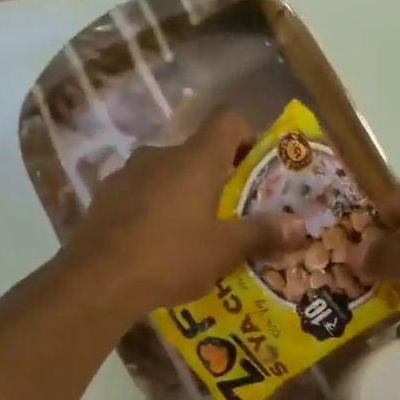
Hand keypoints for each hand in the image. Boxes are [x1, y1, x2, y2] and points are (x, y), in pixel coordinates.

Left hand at [65, 108, 305, 314]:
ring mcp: (128, 173)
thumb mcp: (224, 250)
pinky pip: (141, 193)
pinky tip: (157, 244)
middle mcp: (161, 154)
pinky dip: (155, 208)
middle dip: (218, 176)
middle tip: (232, 212)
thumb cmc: (170, 257)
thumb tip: (302, 226)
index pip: (228, 119)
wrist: (97, 280)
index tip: (257, 167)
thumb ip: (262, 234)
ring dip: (184, 194)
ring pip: (167, 173)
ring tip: (194, 234)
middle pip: (198, 150)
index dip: (248, 135)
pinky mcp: (105, 196)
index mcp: (196, 158)